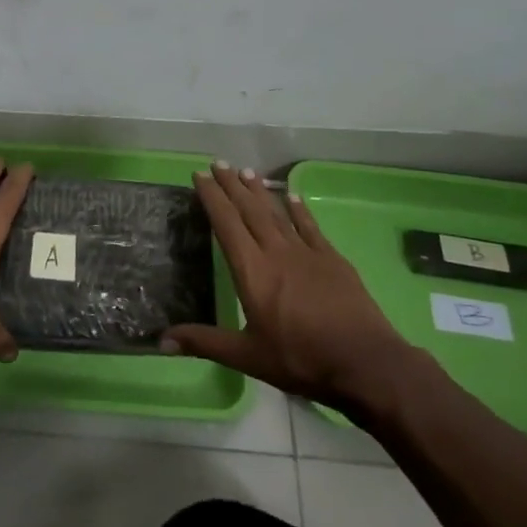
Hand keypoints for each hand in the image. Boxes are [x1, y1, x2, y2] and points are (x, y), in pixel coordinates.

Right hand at [163, 161, 416, 410]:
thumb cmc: (301, 360)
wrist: (365, 363)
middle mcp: (277, 252)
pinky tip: (292, 196)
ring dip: (260, 191)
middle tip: (219, 163)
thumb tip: (161, 340)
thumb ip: (205, 342)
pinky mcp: (333, 260)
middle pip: (250, 211)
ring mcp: (307, 253)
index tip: (200, 175)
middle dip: (232, 186)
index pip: (226, 224)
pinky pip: (311, 227)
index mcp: (252, 271)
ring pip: (277, 213)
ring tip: (246, 171)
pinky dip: (299, 210)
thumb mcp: (248, 356)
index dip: (212, 198)